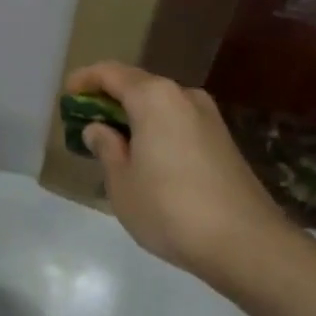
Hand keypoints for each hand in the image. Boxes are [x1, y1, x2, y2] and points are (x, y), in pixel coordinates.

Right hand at [66, 60, 288, 283]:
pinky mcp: (224, 140)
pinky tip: (150, 160)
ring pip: (162, 105)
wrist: (246, 243)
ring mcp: (209, 117)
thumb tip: (99, 129)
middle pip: (138, 85)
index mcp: (154, 97)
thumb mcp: (122, 183)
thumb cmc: (170, 209)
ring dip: (136, 117)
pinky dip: (158, 130)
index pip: (111, 73)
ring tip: (116, 146)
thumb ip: (106, 148)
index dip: (85, 80)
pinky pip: (180, 123)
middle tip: (87, 124)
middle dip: (110, 100)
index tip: (68, 96)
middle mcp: (184, 95)